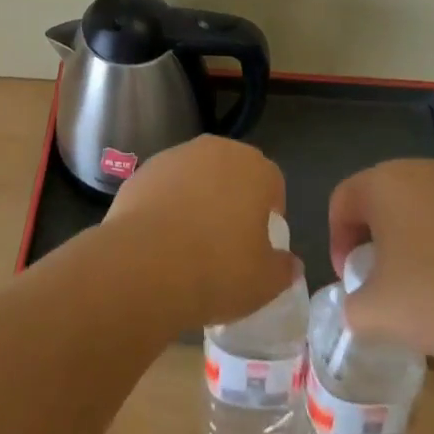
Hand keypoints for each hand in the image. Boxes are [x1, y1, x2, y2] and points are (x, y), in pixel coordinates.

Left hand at [105, 135, 295, 328]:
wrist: (146, 264)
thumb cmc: (218, 269)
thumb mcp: (265, 283)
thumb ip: (283, 268)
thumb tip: (290, 263)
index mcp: (254, 168)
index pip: (272, 182)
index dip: (269, 211)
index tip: (260, 241)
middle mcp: (216, 150)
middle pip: (232, 171)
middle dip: (233, 198)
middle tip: (227, 239)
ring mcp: (175, 156)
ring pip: (196, 175)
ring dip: (198, 197)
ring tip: (190, 240)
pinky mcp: (143, 170)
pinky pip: (165, 185)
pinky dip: (166, 203)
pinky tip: (161, 237)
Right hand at [328, 159, 433, 368]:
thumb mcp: (377, 313)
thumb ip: (351, 307)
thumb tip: (358, 304)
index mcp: (382, 182)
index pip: (342, 202)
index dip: (336, 242)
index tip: (350, 283)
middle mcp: (417, 170)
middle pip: (377, 201)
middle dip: (370, 242)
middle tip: (378, 286)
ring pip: (413, 211)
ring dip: (406, 245)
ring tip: (418, 291)